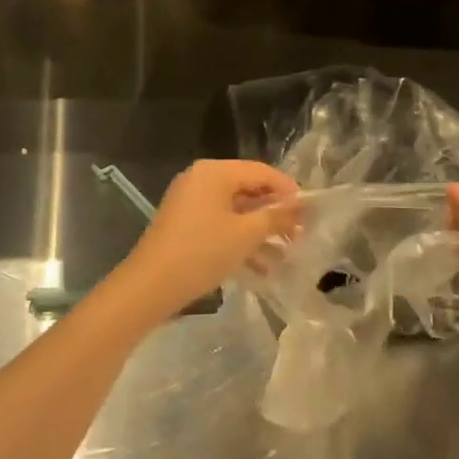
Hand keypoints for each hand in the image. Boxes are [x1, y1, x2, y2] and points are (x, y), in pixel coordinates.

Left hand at [113, 160, 300, 320]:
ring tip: (286, 254)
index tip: (309, 211)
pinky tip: (261, 268)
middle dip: (275, 213)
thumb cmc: (202, 252)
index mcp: (215, 172)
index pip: (262, 171)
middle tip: (299, 234)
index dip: (288, 190)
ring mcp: (190, 202)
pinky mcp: (184, 224)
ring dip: (260, 231)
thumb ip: (276, 216)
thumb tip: (299, 206)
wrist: (150, 286)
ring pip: (235, 211)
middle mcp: (201, 179)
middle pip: (248, 189)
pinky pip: (220, 224)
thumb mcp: (246, 234)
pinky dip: (240, 240)